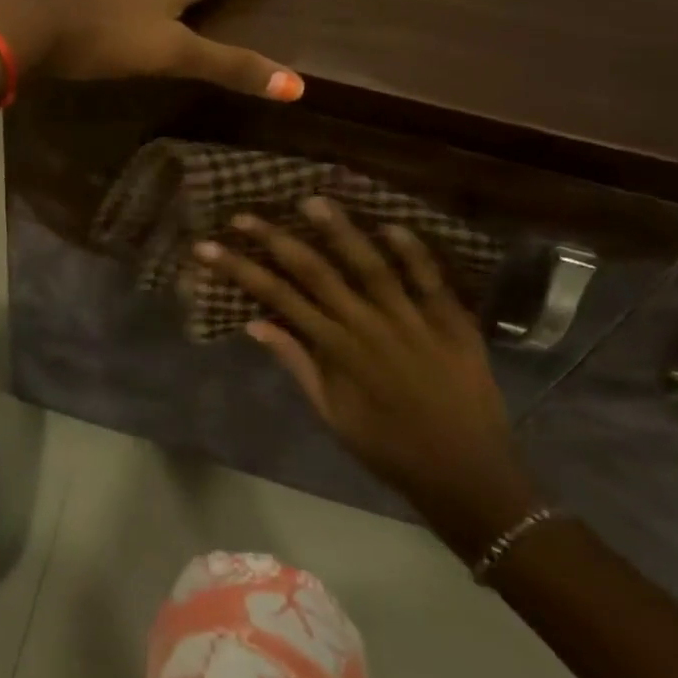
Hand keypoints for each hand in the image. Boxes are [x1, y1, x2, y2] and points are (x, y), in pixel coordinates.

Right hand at [197, 198, 542, 560]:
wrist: (468, 476)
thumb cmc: (390, 449)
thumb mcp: (333, 415)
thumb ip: (296, 364)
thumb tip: (255, 323)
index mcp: (336, 350)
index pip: (278, 297)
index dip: (240, 269)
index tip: (209, 247)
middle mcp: (368, 326)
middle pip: (315, 272)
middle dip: (275, 240)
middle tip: (245, 214)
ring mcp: (412, 320)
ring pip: (370, 265)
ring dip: (339, 231)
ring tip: (311, 201)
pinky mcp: (452, 321)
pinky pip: (430, 279)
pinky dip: (411, 251)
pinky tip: (390, 225)